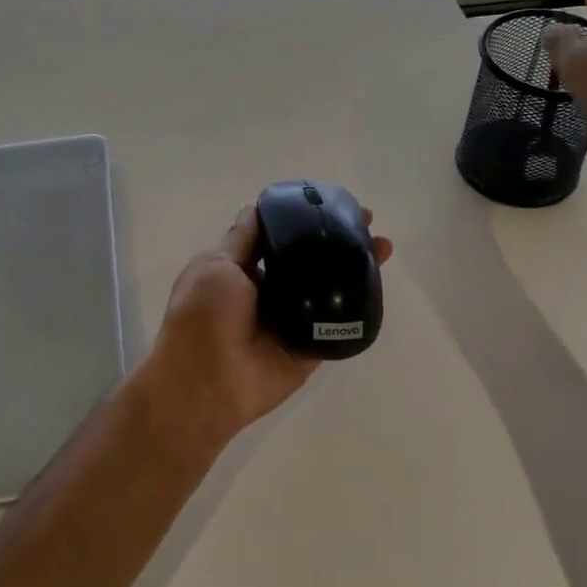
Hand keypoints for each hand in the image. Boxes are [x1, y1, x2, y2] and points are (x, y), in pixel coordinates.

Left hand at [126, 204, 393, 457]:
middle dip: (337, 240)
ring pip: (329, 287)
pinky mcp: (311, 346)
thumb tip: (255, 207)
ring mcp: (293, 320)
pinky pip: (338, 323)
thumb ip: (241, 239)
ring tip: (383, 247)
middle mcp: (270, 292)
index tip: (332, 203)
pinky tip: (378, 283)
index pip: (280, 237)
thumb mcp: (214, 265)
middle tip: (368, 224)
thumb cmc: (202, 316)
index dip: (304, 219)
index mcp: (243, 271)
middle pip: (310, 260)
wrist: (206, 383)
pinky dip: (358, 305)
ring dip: (356, 267)